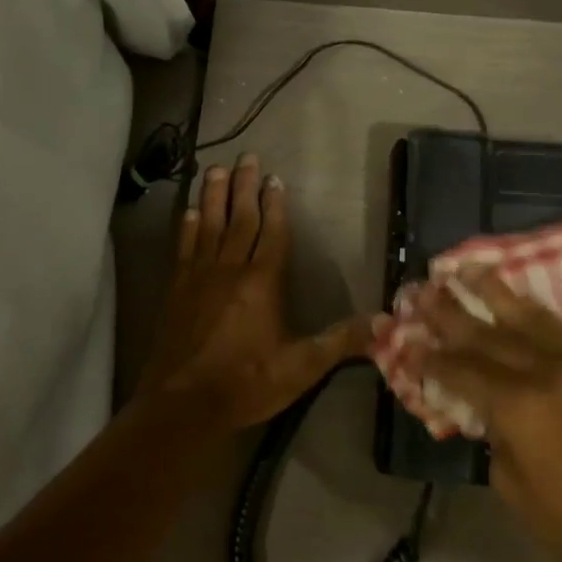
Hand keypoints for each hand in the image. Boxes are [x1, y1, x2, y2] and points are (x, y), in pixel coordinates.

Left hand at [138, 155, 375, 431]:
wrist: (183, 404)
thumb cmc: (246, 383)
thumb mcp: (301, 368)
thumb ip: (340, 342)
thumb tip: (385, 322)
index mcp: (262, 283)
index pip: (272, 233)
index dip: (275, 204)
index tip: (274, 178)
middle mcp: (230, 270)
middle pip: (239, 220)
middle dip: (245, 187)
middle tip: (246, 157)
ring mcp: (199, 277)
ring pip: (209, 226)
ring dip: (214, 196)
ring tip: (216, 169)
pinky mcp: (177, 290)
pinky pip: (184, 248)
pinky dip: (188, 226)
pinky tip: (190, 211)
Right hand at [406, 269, 561, 561]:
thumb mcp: (512, 485)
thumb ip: (496, 433)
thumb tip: (489, 407)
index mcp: (520, 407)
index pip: (464, 371)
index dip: (433, 358)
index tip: (411, 341)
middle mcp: (551, 374)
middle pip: (490, 335)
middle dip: (453, 313)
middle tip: (425, 290)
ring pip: (533, 320)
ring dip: (497, 293)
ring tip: (470, 268)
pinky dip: (539, 321)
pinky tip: (522, 305)